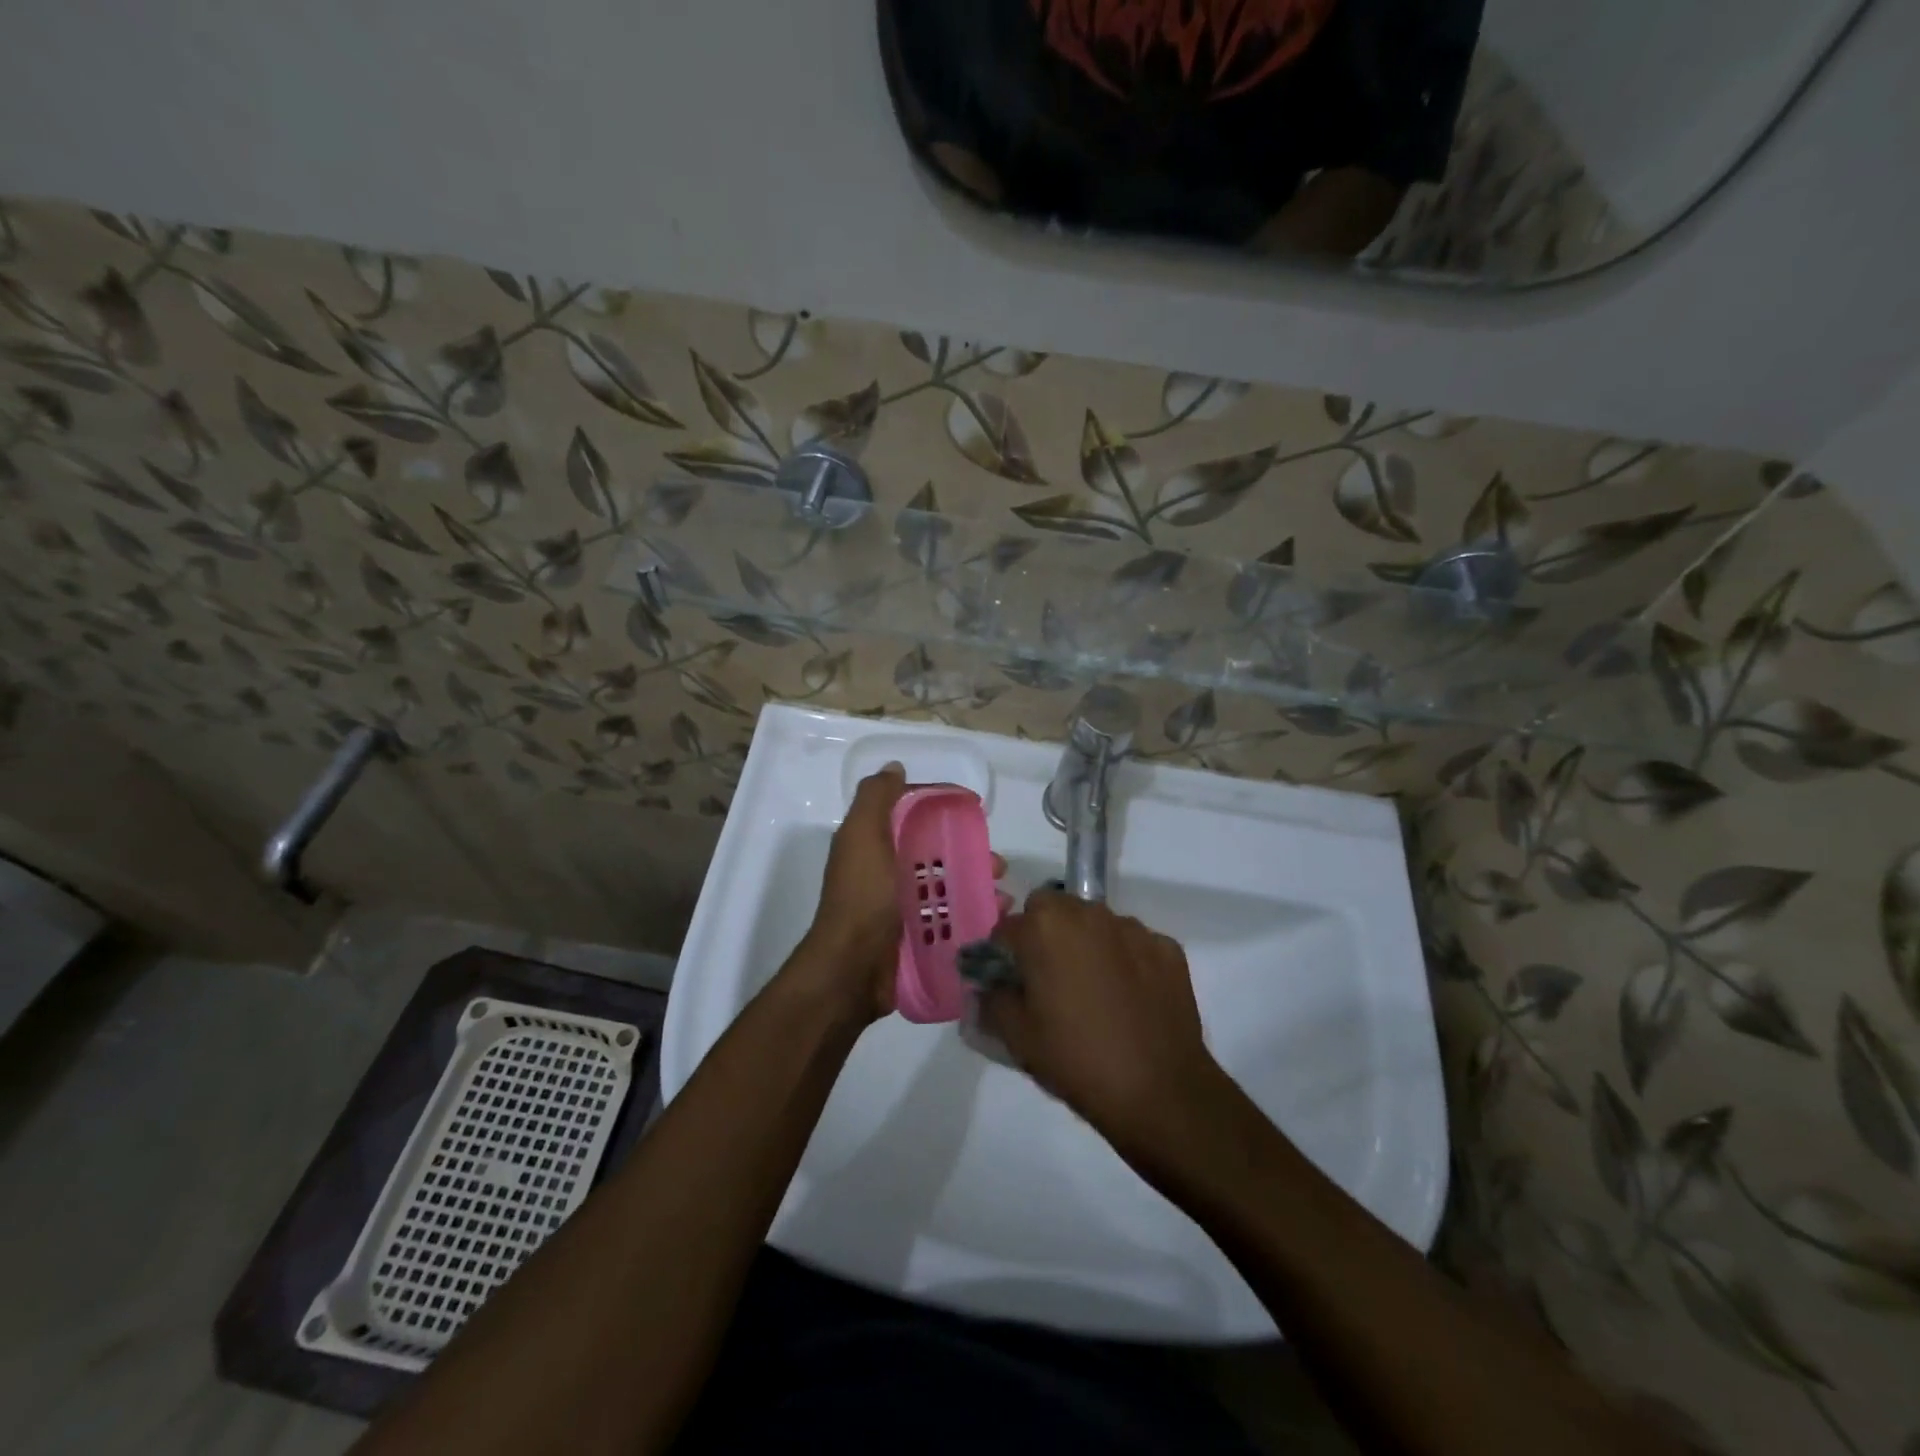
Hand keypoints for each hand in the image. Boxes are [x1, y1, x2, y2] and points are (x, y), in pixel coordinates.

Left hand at [802, 764, 1008, 1024]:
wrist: (852, 969)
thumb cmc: (862, 897)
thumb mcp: (862, 836)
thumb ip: (876, 798)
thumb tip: (895, 767)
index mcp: (875, 845)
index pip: (912, 815)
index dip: (941, 806)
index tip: (974, 808)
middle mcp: (889, 872)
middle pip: (937, 852)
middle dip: (969, 852)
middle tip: (997, 862)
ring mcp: (903, 907)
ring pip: (949, 886)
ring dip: (978, 884)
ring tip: (1002, 893)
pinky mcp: (918, 937)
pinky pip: (953, 919)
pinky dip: (976, 915)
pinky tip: (998, 916)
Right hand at [980, 891, 1218, 1150]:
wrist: (1159, 1091)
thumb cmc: (1077, 1059)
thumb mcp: (1016, 1037)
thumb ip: (992, 999)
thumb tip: (990, 986)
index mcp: (1045, 927)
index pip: (1007, 928)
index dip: (1003, 956)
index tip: (1010, 985)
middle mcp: (1088, 913)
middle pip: (1053, 911)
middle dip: (1044, 936)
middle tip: (1049, 981)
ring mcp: (1133, 928)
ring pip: (1095, 923)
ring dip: (1087, 944)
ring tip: (1094, 992)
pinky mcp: (1167, 947)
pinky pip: (1133, 944)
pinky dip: (1126, 961)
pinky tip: (1130, 999)